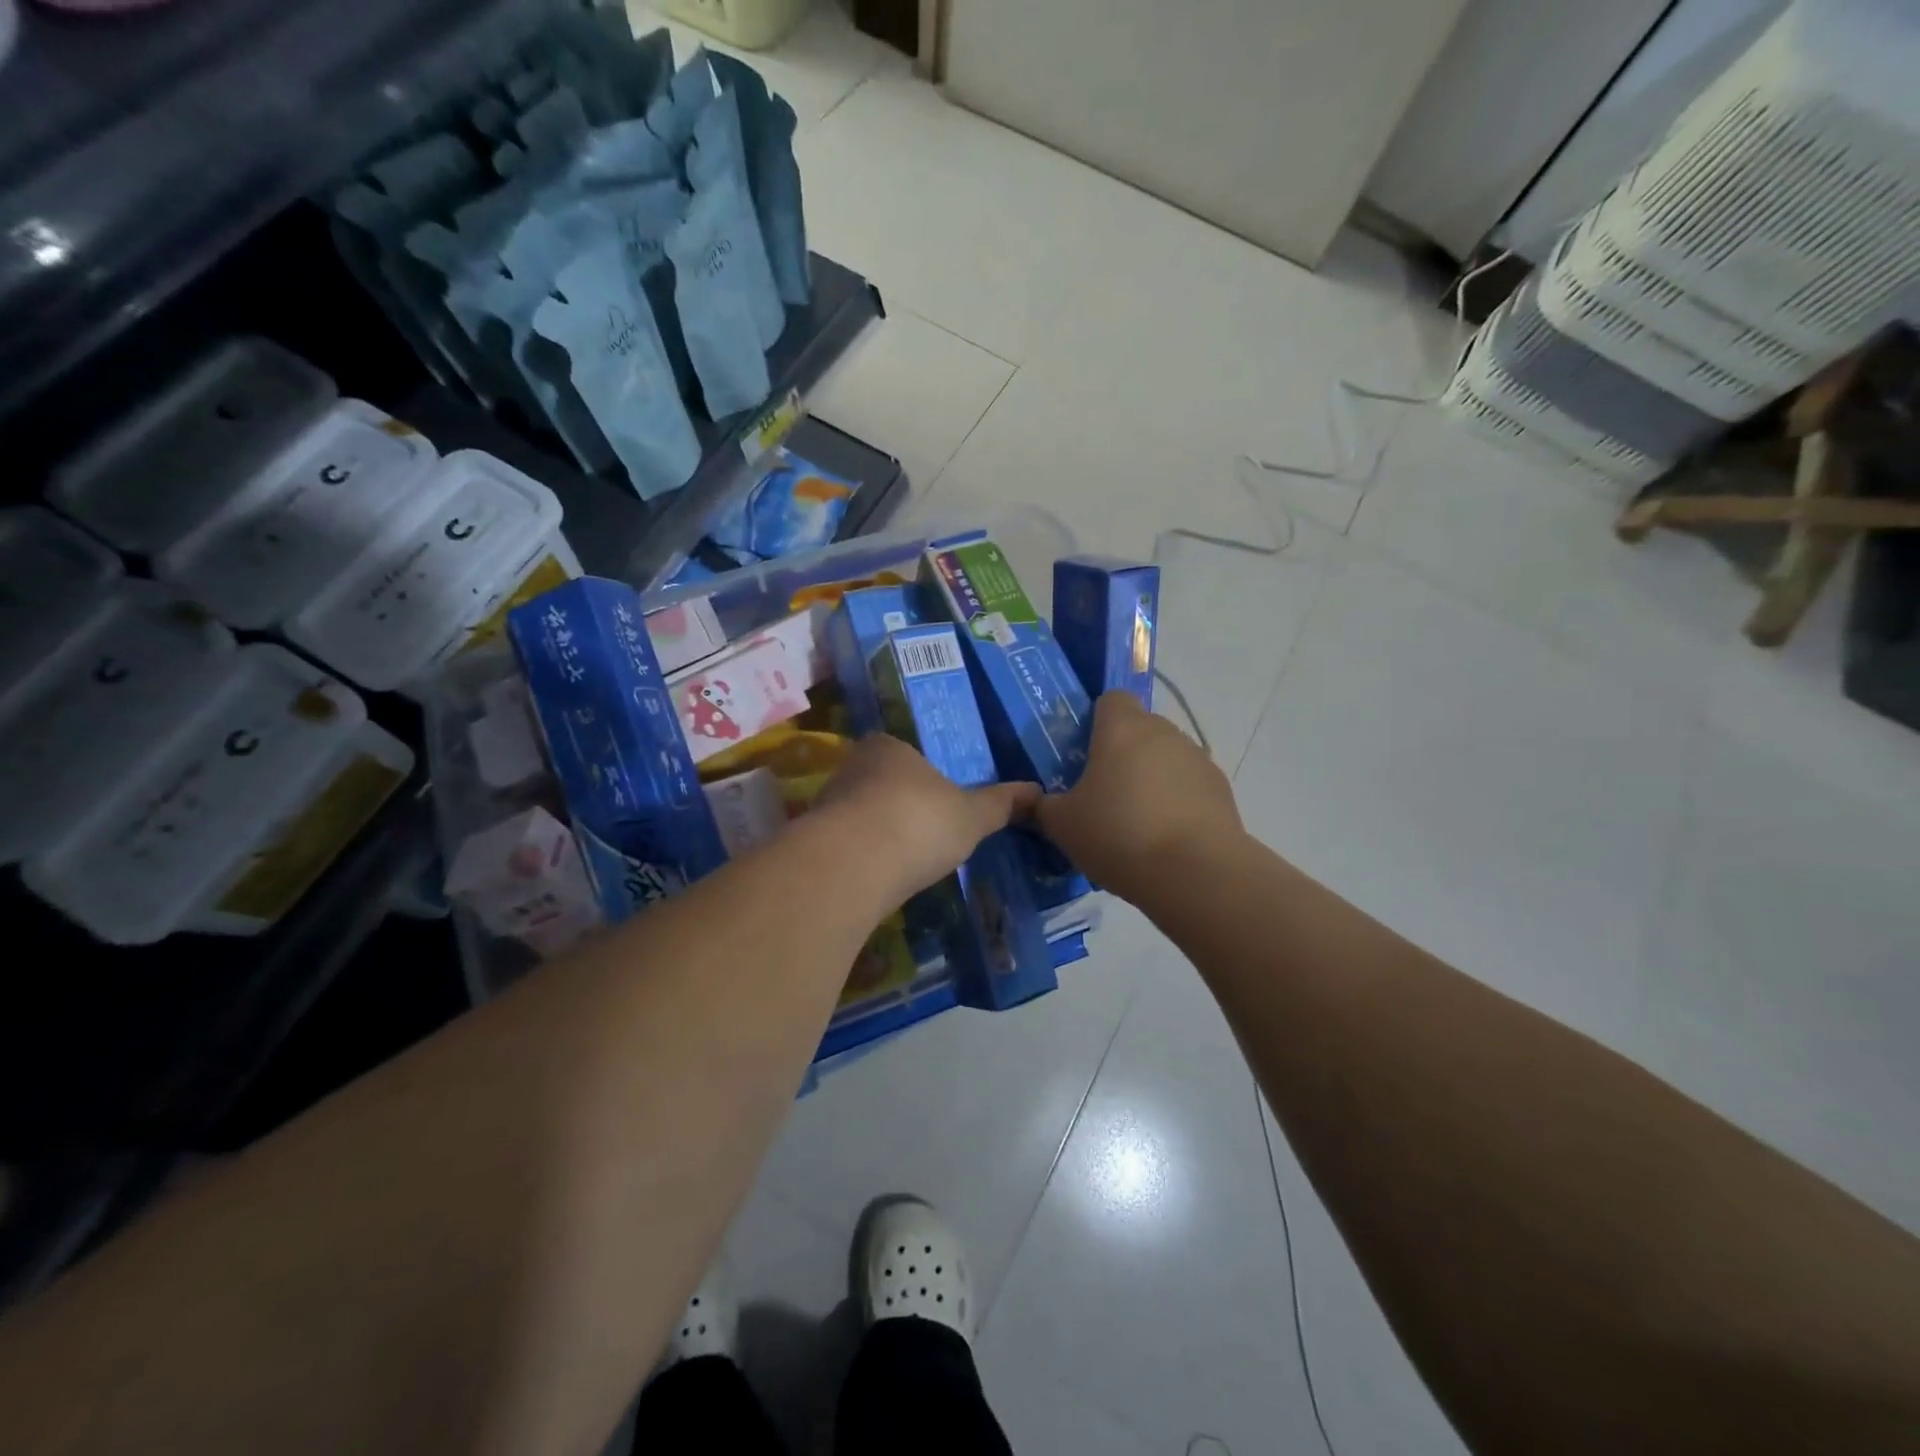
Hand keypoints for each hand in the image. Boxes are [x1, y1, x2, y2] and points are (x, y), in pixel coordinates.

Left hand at [816, 734, 1041, 900]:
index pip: (902, 752)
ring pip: (856, 814)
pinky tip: (874, 878)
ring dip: (874, 832)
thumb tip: (1038, 791)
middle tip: (921, 831)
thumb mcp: (971, 815)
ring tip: (900, 860)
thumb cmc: (919, 822)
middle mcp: (851, 768)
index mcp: (888, 748)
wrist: (853, 865)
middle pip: (877, 782)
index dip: (919, 774)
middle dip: (896, 804)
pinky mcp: (811, 842)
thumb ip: (1000, 804)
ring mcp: (826, 804)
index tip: (935, 799)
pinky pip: (842, 845)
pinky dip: (858, 859)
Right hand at [1034, 692, 1243, 905]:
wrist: (1194, 873)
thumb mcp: (1062, 824)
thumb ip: (1041, 805)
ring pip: (1166, 757)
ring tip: (1136, 822)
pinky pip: (1189, 785)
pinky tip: (1165, 837)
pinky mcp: (1221, 789)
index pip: (1111, 700)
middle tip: (1102, 793)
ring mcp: (1198, 759)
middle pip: (1139, 729)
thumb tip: (1029, 798)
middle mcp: (1164, 732)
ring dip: (1151, 777)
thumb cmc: (1118, 834)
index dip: (1096, 721)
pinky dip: (1177, 801)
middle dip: (1122, 753)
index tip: (1083, 753)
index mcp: (1123, 728)